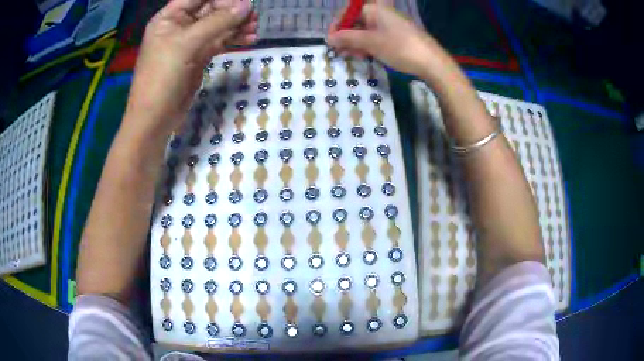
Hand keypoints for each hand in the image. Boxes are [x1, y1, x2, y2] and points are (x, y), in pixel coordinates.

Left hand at [125, 0, 256, 138]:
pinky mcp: (199, 56)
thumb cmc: (162, 77)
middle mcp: (180, 25)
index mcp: (170, 17)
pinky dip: (234, 39)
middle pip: (212, 8)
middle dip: (233, 11)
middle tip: (253, 17)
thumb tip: (247, 5)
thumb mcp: (187, 44)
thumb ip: (217, 22)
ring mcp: (190, 42)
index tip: (245, 2)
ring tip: (255, 29)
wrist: (155, 118)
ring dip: (237, 25)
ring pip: (218, 25)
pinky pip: (220, 41)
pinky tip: (249, 39)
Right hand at [327, 2, 448, 78]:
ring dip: (356, 44)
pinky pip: (376, 38)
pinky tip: (366, 56)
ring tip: (353, 57)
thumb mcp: (369, 42)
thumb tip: (329, 39)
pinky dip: (368, 46)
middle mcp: (381, 14)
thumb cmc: (399, 47)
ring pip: (365, 31)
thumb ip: (347, 38)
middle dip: (346, 37)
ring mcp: (390, 25)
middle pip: (356, 22)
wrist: (432, 62)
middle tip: (341, 53)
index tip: (330, 42)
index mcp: (374, 9)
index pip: (347, 13)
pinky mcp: (397, 36)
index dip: (336, 26)